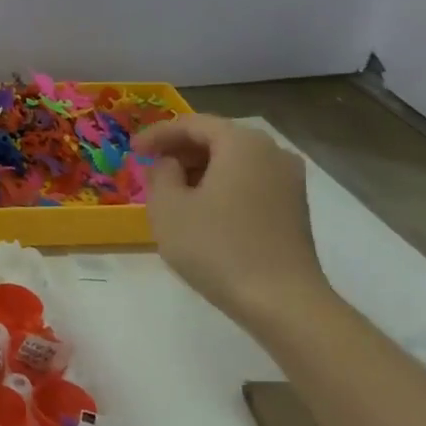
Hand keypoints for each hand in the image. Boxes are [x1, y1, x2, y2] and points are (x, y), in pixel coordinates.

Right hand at [133, 115, 328, 323]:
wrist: (281, 301)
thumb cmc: (216, 247)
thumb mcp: (168, 207)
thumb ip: (160, 174)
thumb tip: (169, 165)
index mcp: (241, 143)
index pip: (192, 124)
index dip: (157, 134)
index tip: (132, 150)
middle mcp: (271, 152)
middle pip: (217, 138)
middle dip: (179, 150)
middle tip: (149, 167)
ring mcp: (289, 180)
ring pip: (234, 160)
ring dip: (200, 168)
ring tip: (171, 189)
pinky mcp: (294, 207)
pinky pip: (249, 181)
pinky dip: (221, 184)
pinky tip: (202, 208)